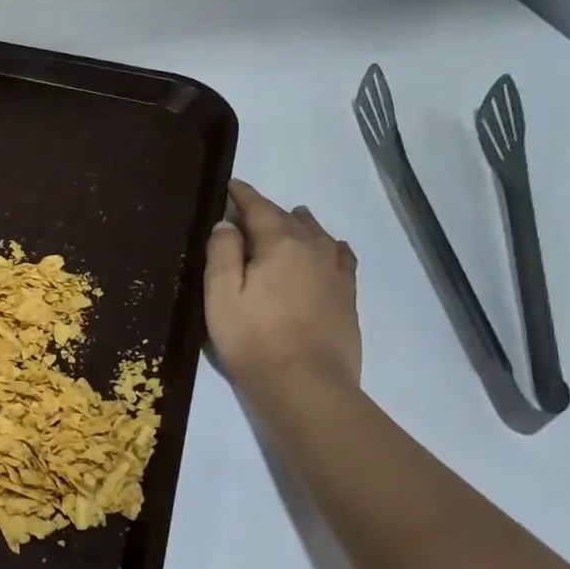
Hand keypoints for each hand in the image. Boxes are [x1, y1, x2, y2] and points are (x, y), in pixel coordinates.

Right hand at [205, 179, 361, 398]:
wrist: (305, 384)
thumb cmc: (252, 338)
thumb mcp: (221, 294)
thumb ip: (222, 254)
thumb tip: (226, 225)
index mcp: (280, 245)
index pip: (259, 209)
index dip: (243, 195)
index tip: (231, 185)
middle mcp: (313, 250)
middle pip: (291, 219)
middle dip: (269, 211)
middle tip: (248, 212)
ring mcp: (336, 274)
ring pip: (320, 235)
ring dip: (302, 224)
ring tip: (292, 220)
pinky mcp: (348, 297)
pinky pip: (342, 257)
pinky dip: (331, 246)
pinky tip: (330, 249)